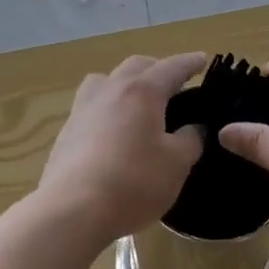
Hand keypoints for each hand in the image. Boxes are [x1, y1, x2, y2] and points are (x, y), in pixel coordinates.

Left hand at [35, 53, 206, 247]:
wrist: (72, 209)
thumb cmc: (133, 182)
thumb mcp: (176, 164)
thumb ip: (190, 140)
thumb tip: (194, 128)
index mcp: (142, 91)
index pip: (171, 68)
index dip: (189, 63)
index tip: (202, 59)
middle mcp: (111, 89)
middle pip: (136, 66)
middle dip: (156, 69)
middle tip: (173, 83)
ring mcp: (84, 108)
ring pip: (106, 80)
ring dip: (124, 82)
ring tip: (136, 100)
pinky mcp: (67, 131)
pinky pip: (91, 105)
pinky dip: (107, 107)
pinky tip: (112, 130)